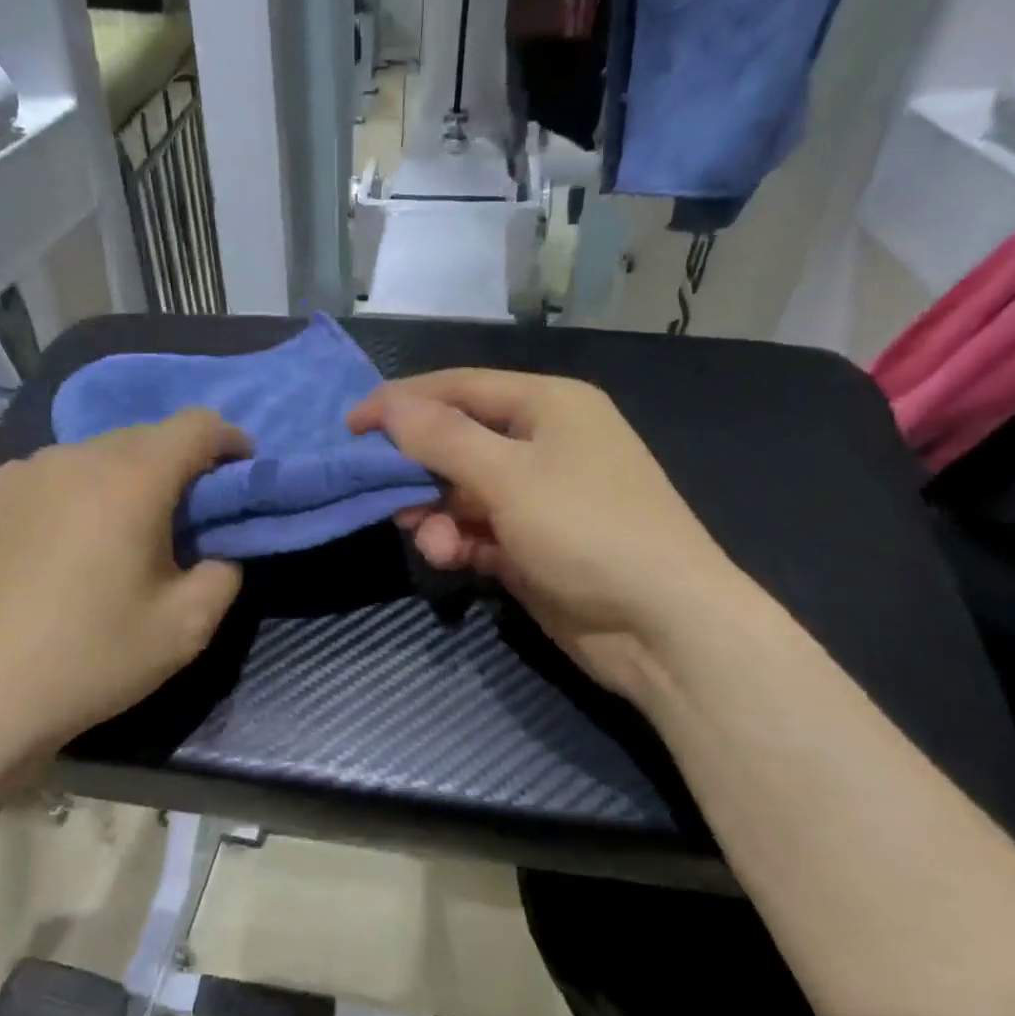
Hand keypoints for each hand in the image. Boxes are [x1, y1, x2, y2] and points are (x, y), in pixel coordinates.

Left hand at [0, 409, 249, 757]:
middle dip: (174, 465)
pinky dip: (67, 498)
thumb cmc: (92, 659)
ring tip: (113, 534)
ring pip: (89, 457)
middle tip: (181, 516)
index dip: (228, 439)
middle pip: (141, 438)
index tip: (239, 469)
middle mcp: (71, 458)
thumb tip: (216, 551)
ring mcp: (17, 474)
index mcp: (129, 480)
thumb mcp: (188, 628)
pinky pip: (43, 481)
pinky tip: (55, 548)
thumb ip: (224, 573)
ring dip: (118, 481)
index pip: (195, 426)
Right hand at [349, 370, 748, 702]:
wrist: (663, 628)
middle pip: (457, 441)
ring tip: (427, 538)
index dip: (402, 402)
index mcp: (548, 406)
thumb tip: (388, 404)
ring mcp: (537, 498)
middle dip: (417, 468)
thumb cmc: (589, 530)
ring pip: (461, 491)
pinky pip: (477, 530)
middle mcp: (543, 444)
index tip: (351, 425)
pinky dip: (457, 540)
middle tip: (377, 490)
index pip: (459, 388)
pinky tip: (448, 557)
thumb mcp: (509, 476)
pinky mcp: (530, 546)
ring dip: (435, 512)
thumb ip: (442, 438)